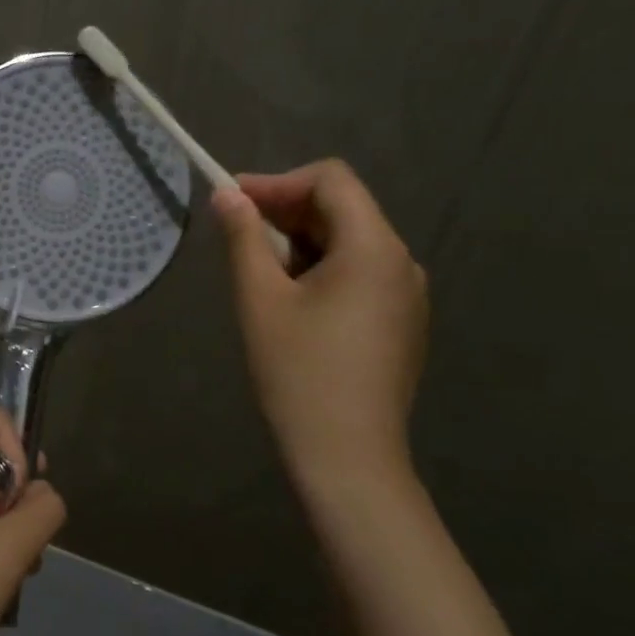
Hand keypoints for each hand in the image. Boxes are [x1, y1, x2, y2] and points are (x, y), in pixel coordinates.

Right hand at [213, 160, 427, 488]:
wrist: (347, 456)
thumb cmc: (298, 371)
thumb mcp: (260, 298)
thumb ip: (244, 238)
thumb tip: (227, 195)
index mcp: (373, 248)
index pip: (331, 180)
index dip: (278, 182)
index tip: (232, 202)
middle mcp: (402, 262)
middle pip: (342, 208)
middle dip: (285, 212)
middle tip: (236, 235)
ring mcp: (407, 295)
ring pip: (349, 241)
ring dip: (300, 242)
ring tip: (259, 274)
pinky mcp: (402, 322)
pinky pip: (360, 273)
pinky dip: (321, 268)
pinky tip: (291, 301)